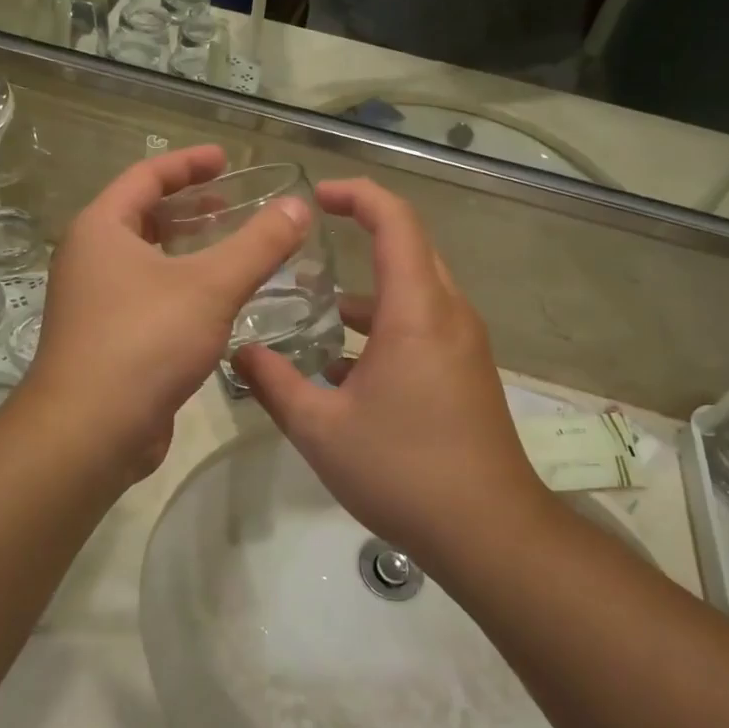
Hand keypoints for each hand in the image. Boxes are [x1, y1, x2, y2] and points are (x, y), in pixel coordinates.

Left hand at [21, 146, 308, 489]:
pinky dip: (183, 286)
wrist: (91, 431)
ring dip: (189, 249)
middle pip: (144, 216)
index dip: (188, 164)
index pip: (146, 176)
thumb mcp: (210, 286)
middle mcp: (91, 259)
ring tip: (233, 246)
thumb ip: (258, 244)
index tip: (226, 159)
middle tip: (235, 202)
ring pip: (148, 259)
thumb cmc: (145, 341)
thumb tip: (299, 206)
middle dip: (191, 207)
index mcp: (101, 229)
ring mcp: (95, 301)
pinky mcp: (108, 339)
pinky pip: (150, 296)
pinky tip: (218, 300)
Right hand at [235, 179, 547, 564]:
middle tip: (308, 244)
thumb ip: (273, 383)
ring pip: (414, 290)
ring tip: (314, 309)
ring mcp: (463, 343)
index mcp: (417, 310)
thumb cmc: (402, 470)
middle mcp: (448, 314)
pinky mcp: (466, 371)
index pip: (395, 221)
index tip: (316, 196)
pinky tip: (343, 365)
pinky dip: (384, 325)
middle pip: (408, 248)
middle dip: (360, 234)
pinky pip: (424, 324)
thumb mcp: (320, 428)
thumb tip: (239, 352)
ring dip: (368, 291)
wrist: (488, 532)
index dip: (356, 196)